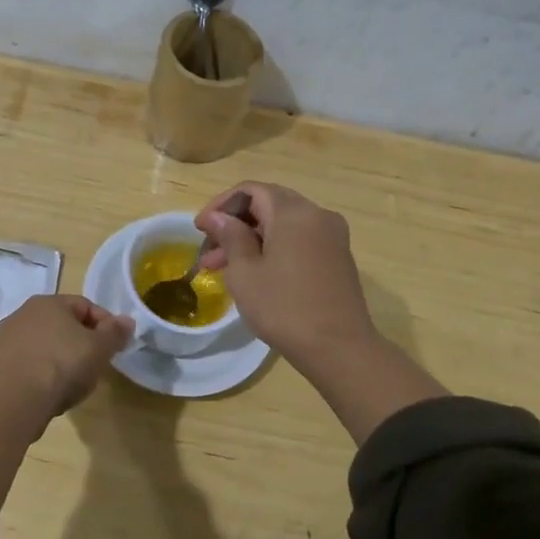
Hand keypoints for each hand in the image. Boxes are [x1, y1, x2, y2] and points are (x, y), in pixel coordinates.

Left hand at [0, 294, 133, 421]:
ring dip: (64, 357)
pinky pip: (33, 362)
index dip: (106, 324)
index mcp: (48, 301)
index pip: (85, 306)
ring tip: (78, 380)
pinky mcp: (0, 364)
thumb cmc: (63, 364)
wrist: (18, 400)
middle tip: (98, 363)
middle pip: (65, 324)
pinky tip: (55, 389)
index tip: (116, 346)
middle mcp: (24, 313)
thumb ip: (115, 332)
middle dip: (84, 341)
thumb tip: (127, 321)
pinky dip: (46, 371)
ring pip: (48, 344)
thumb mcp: (100, 348)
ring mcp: (9, 339)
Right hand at [194, 182, 375, 366]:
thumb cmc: (284, 308)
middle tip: (209, 250)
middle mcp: (317, 215)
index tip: (200, 229)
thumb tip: (218, 217)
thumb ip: (230, 236)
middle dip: (235, 223)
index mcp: (293, 212)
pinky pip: (300, 239)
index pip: (250, 190)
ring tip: (222, 268)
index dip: (221, 205)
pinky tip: (255, 273)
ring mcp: (332, 236)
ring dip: (252, 238)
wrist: (339, 348)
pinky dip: (274, 247)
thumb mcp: (245, 272)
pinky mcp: (338, 257)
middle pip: (268, 204)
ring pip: (283, 224)